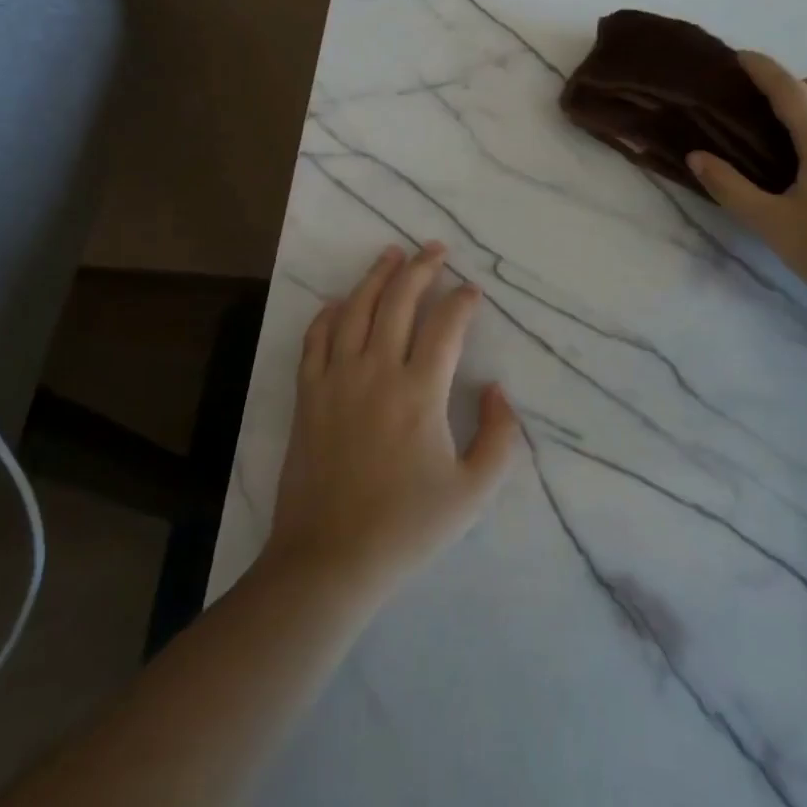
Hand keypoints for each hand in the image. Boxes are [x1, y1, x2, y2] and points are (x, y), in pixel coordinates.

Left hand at [264, 243, 522, 603]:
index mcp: (420, 392)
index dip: (462, 301)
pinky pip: (316, 339)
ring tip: (391, 253)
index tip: (472, 291)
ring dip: (376, 276)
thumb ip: (499, 437)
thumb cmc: (406, 526)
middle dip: (421, 268)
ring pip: (356, 309)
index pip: (445, 325)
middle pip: (399, 301)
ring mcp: (336, 379)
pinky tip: (339, 302)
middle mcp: (377, 371)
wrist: (329, 558)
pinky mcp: (307, 394)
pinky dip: (329, 313)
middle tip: (435, 248)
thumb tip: (499, 390)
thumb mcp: (473, 491)